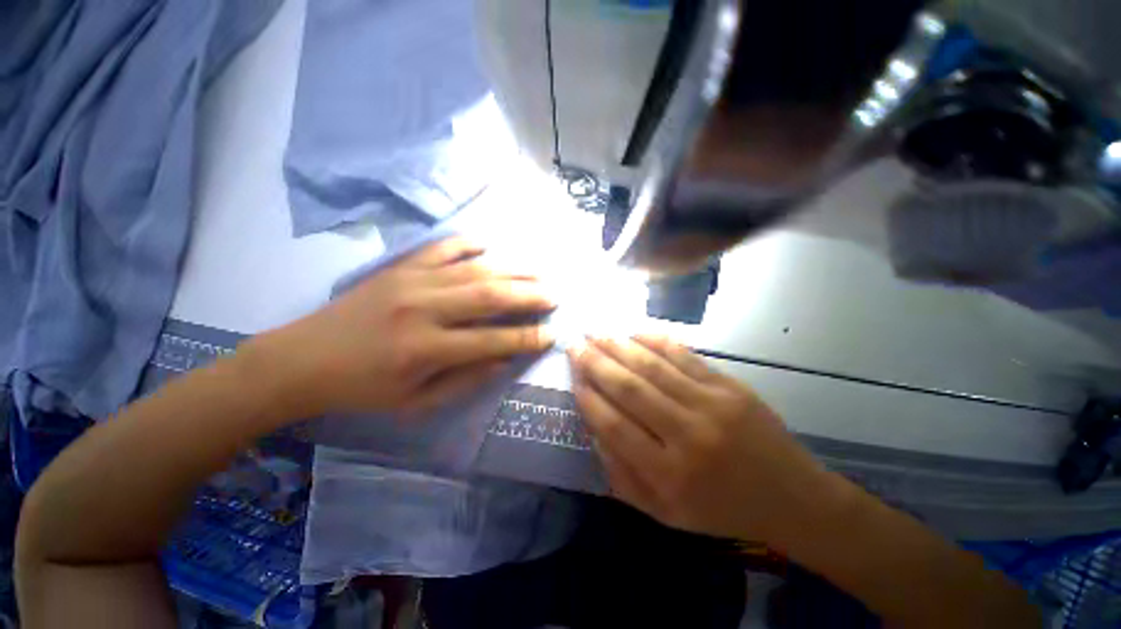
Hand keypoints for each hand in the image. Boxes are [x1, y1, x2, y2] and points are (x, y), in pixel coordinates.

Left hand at [254, 237, 555, 417]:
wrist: (303, 358)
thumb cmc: (363, 388)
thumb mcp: (415, 402)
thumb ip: (466, 381)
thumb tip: (505, 360)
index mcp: (426, 350)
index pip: (492, 341)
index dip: (526, 338)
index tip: (551, 334)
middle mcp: (424, 309)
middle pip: (489, 296)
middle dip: (529, 295)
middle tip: (555, 295)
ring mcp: (412, 281)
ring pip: (474, 269)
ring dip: (512, 269)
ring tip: (538, 271)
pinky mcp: (400, 267)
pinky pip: (443, 248)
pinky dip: (470, 244)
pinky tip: (491, 246)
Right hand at [569, 335, 832, 541]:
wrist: (792, 498)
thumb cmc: (722, 509)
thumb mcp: (666, 514)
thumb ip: (623, 477)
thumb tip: (594, 431)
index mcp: (670, 475)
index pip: (615, 427)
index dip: (589, 399)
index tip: (573, 378)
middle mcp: (688, 435)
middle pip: (630, 389)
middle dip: (596, 363)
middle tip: (574, 344)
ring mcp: (712, 404)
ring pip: (653, 367)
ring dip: (619, 346)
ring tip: (596, 332)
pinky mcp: (729, 385)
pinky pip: (684, 356)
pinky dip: (655, 340)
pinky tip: (634, 331)